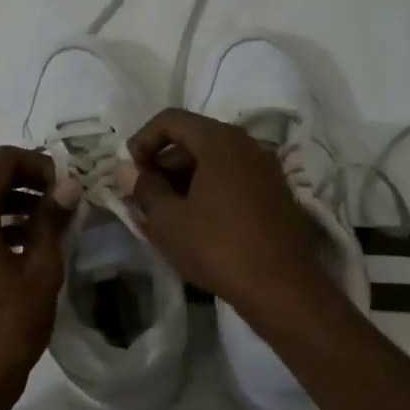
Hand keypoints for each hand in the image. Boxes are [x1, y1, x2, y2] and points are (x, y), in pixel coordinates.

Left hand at [0, 146, 74, 409]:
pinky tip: (32, 245)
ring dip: (15, 202)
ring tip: (53, 219)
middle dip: (25, 179)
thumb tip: (67, 186)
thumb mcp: (40, 270)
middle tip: (62, 196)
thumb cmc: (8, 326)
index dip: (34, 162)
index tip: (64, 183)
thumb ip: (51, 221)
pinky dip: (2, 225)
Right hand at [124, 108, 339, 325]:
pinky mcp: (276, 194)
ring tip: (164, 215)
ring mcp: (266, 170)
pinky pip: (233, 179)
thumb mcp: (168, 220)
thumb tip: (127, 170)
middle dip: (163, 164)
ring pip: (213, 161)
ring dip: (184, 181)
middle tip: (143, 197)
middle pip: (194, 139)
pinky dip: (208, 191)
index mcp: (220, 141)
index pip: (171, 120)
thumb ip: (144, 188)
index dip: (142, 140)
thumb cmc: (217, 247)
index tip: (129, 171)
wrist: (282, 288)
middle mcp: (247, 145)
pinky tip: (195, 224)